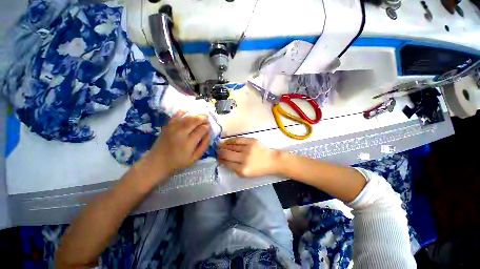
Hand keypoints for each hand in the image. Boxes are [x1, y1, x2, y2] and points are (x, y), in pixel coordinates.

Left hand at [147, 111, 210, 175]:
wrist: (157, 162)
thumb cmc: (178, 162)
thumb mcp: (194, 158)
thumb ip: (203, 146)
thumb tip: (209, 134)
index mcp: (188, 142)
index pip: (202, 129)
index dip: (207, 127)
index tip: (209, 128)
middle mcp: (181, 132)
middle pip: (195, 120)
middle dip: (203, 118)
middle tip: (208, 119)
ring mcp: (173, 127)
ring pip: (187, 116)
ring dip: (196, 114)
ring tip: (202, 115)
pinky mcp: (167, 125)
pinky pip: (176, 115)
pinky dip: (183, 112)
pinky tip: (188, 112)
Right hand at [218, 137, 280, 177]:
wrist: (271, 160)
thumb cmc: (258, 169)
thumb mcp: (246, 174)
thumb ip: (234, 169)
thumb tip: (223, 161)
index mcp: (242, 169)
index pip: (227, 163)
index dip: (220, 160)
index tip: (217, 157)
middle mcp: (244, 158)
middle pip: (227, 154)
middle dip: (219, 152)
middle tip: (216, 150)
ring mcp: (248, 148)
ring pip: (231, 146)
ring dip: (224, 146)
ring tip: (219, 145)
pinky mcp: (251, 141)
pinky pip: (238, 140)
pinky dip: (231, 140)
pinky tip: (227, 141)